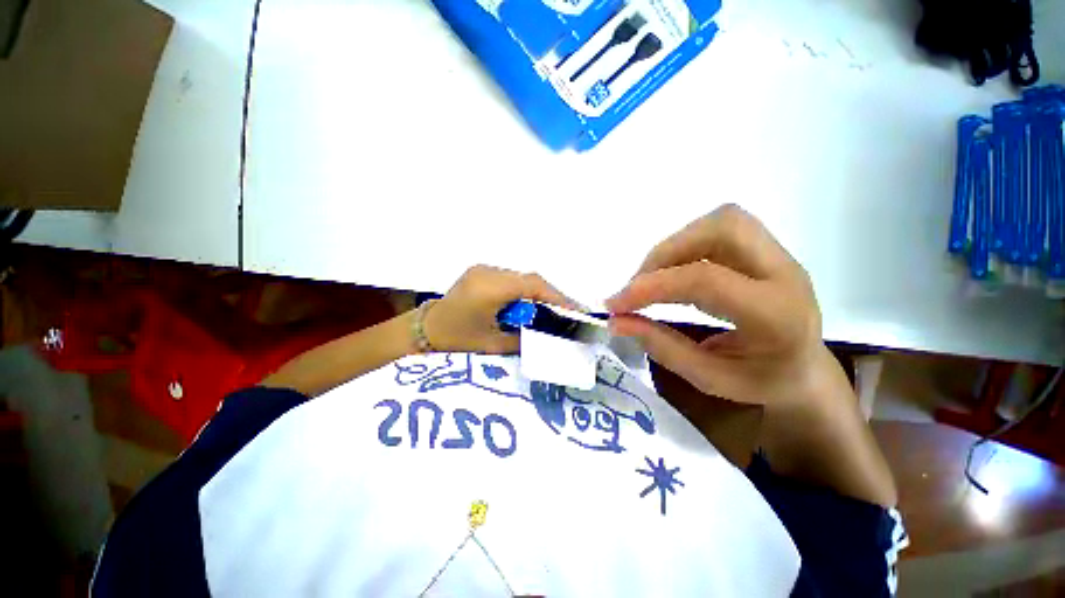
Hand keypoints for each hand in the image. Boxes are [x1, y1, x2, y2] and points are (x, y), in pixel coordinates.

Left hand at [424, 265, 574, 353]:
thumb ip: (524, 338)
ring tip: (551, 311)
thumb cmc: (456, 340)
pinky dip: (524, 291)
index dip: (556, 296)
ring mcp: (483, 269)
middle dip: (550, 295)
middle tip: (567, 312)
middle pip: (529, 279)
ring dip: (537, 293)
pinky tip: (529, 305)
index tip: (575, 310)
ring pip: (521, 278)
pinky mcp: (481, 272)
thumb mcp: (493, 344)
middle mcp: (487, 272)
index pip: (531, 285)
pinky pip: (511, 279)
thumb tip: (550, 336)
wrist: (425, 329)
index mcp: (488, 289)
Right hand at [606, 204, 823, 405]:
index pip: (706, 281)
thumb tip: (616, 321)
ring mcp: (779, 255)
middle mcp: (785, 273)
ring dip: (675, 244)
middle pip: (721, 228)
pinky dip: (685, 245)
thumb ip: (661, 347)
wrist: (804, 371)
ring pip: (721, 221)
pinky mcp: (766, 250)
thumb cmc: (760, 382)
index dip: (651, 286)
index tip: (615, 304)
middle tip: (638, 285)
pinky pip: (719, 229)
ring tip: (652, 278)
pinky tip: (673, 272)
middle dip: (666, 252)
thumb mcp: (708, 378)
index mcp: (777, 315)